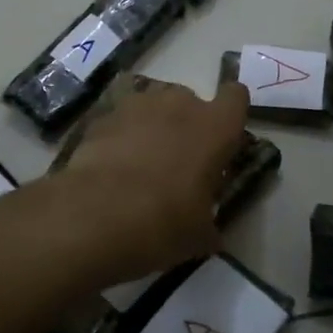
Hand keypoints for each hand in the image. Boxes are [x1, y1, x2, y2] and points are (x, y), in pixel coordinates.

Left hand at [61, 77, 250, 275]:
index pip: (236, 97)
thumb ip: (209, 222)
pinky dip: (119, 139)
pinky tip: (110, 170)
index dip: (230, 114)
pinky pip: (120, 122)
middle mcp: (180, 104)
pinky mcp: (102, 116)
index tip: (223, 137)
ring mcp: (137, 105)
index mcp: (216, 127)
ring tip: (140, 165)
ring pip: (152, 107)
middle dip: (185, 125)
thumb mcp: (200, 234)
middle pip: (190, 101)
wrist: (96, 216)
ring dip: (151, 128)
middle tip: (178, 163)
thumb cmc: (164, 222)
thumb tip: (209, 234)